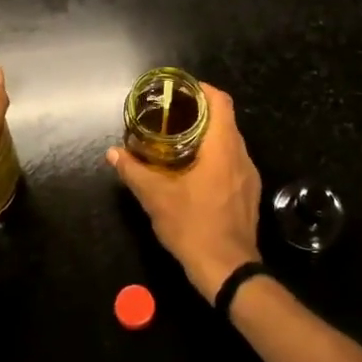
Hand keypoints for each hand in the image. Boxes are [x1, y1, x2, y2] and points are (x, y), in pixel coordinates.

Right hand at [106, 83, 261, 301]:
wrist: (228, 271)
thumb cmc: (193, 226)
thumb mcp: (156, 197)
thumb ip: (133, 171)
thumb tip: (113, 153)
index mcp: (223, 148)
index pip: (220, 102)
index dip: (201, 89)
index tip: (180, 90)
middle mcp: (241, 156)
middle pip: (225, 121)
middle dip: (199, 113)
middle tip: (171, 115)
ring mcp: (249, 177)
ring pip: (230, 143)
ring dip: (207, 137)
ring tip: (178, 141)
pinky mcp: (249, 194)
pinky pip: (233, 163)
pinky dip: (215, 157)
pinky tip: (194, 171)